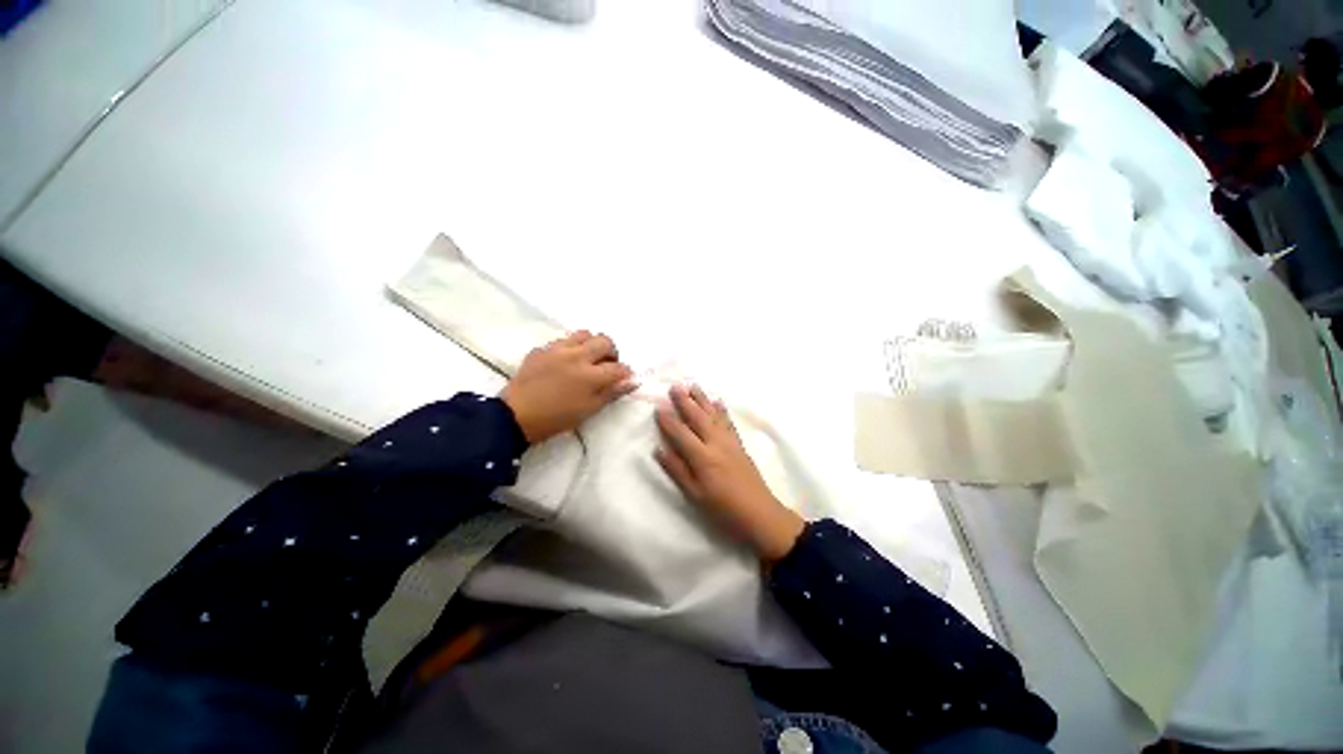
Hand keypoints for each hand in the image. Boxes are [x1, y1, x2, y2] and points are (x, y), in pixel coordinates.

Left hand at [501, 331, 637, 442]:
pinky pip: (562, 340)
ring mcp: (557, 349)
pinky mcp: (542, 349)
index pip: (618, 368)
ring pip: (584, 334)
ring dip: (591, 344)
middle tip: (606, 366)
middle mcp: (576, 356)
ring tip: (587, 359)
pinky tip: (565, 362)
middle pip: (604, 341)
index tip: (624, 378)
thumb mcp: (589, 410)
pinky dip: (571, 347)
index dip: (625, 373)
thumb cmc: (556, 418)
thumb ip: (612, 392)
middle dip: (611, 353)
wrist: (515, 416)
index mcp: (590, 375)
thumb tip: (632, 381)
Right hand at [655, 384, 804, 562]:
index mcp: (702, 457)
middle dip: (685, 401)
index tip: (658, 406)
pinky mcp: (739, 444)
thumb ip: (677, 470)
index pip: (681, 433)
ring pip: (713, 415)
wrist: (759, 513)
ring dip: (702, 399)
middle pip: (698, 418)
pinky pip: (728, 422)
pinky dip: (721, 410)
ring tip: (693, 385)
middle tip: (675, 386)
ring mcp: (729, 441)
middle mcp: (715, 443)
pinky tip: (717, 401)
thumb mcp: (695, 495)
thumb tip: (659, 450)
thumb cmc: (723, 508)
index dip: (668, 420)